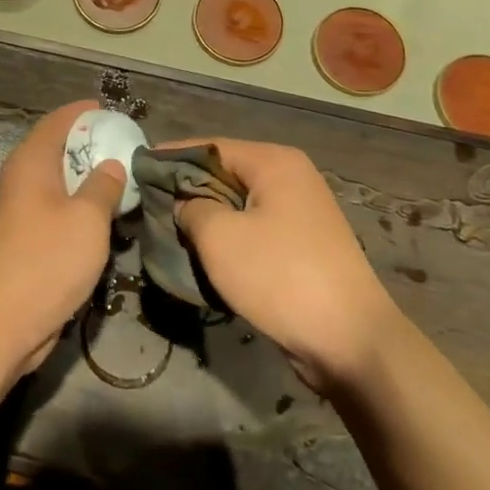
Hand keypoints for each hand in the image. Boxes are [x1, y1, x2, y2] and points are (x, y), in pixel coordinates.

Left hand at [0, 100, 125, 377]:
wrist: (1, 321)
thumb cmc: (47, 260)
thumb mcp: (87, 219)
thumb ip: (103, 186)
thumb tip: (111, 164)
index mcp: (30, 162)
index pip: (56, 122)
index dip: (82, 113)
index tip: (109, 111)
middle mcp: (18, 179)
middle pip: (53, 149)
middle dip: (86, 145)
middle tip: (122, 147)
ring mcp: (16, 210)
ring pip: (53, 182)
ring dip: (82, 178)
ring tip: (118, 180)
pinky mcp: (20, 239)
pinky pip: (51, 209)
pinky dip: (74, 205)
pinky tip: (98, 219)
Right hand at [174, 139, 399, 393]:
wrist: (352, 342)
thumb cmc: (280, 276)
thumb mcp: (220, 237)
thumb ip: (191, 208)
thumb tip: (183, 203)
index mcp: (274, 162)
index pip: (210, 146)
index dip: (171, 157)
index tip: (138, 169)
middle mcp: (291, 178)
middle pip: (225, 172)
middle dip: (187, 188)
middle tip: (149, 203)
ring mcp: (301, 213)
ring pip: (238, 203)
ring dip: (207, 216)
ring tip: (170, 229)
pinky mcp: (303, 245)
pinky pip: (254, 229)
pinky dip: (229, 236)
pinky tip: (203, 253)